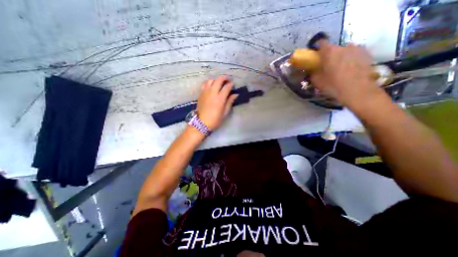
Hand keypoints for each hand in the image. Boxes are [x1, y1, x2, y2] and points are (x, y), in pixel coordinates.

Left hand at [197, 75, 239, 129]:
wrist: (202, 123)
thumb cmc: (215, 119)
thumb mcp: (225, 112)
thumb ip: (230, 102)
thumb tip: (235, 94)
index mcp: (220, 98)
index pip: (227, 87)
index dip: (231, 84)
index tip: (233, 84)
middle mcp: (213, 92)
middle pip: (219, 80)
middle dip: (224, 78)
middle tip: (227, 80)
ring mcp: (205, 92)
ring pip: (211, 80)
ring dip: (216, 80)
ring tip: (219, 83)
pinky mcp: (201, 94)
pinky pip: (204, 84)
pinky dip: (209, 83)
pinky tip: (211, 87)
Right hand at [309, 42, 382, 108]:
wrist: (357, 90)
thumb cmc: (333, 85)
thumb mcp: (317, 81)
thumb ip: (313, 73)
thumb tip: (312, 70)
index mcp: (329, 52)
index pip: (321, 42)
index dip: (317, 47)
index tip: (315, 54)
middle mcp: (343, 46)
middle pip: (333, 47)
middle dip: (329, 54)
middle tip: (327, 64)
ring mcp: (357, 49)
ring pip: (345, 50)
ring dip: (341, 56)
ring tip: (340, 67)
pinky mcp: (367, 54)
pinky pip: (355, 54)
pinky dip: (351, 58)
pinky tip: (350, 68)